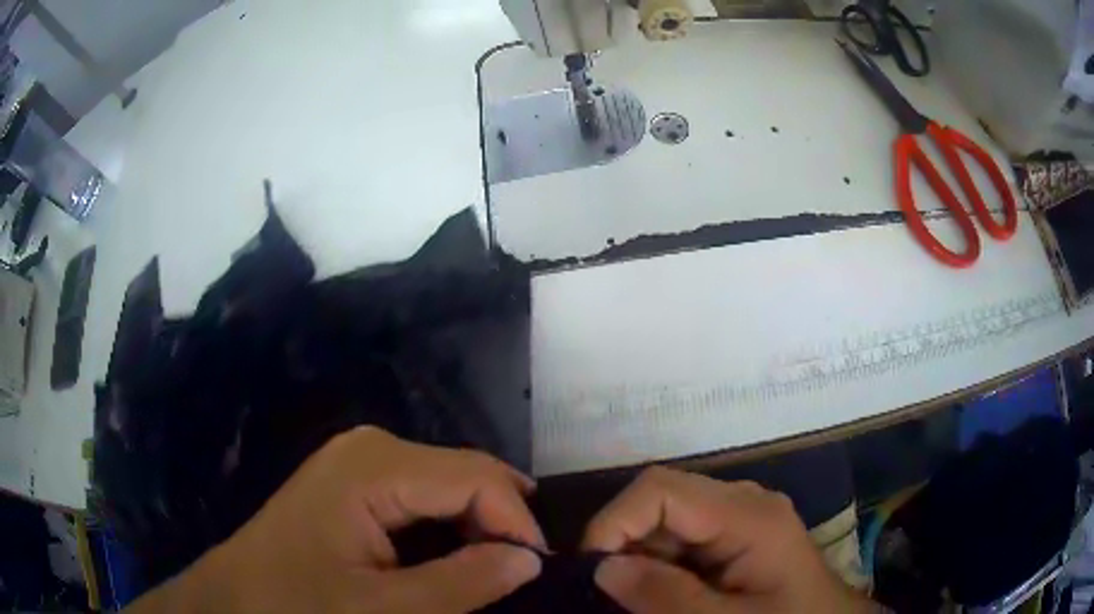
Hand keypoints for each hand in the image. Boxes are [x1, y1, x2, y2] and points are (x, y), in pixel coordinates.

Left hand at [128, 426, 543, 612]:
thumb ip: (463, 584)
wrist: (237, 599)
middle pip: (464, 473)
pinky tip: (460, 554)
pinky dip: (452, 524)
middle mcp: (371, 447)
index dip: (517, 522)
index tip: (538, 571)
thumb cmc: (298, 605)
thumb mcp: (384, 609)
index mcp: (374, 465)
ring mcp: (360, 460)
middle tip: (521, 572)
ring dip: (480, 524)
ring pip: (448, 483)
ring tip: (498, 566)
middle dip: (501, 521)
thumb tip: (530, 559)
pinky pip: (423, 493)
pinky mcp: (355, 480)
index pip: (476, 477)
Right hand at [584, 467, 873, 613]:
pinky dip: (660, 567)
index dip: (614, 523)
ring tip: (639, 602)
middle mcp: (742, 503)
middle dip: (626, 546)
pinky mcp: (737, 535)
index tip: (591, 572)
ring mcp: (740, 518)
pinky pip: (683, 540)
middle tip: (613, 596)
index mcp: (748, 515)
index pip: (660, 490)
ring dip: (642, 560)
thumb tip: (602, 568)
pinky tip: (665, 597)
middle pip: (660, 501)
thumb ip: (667, 598)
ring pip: (666, 522)